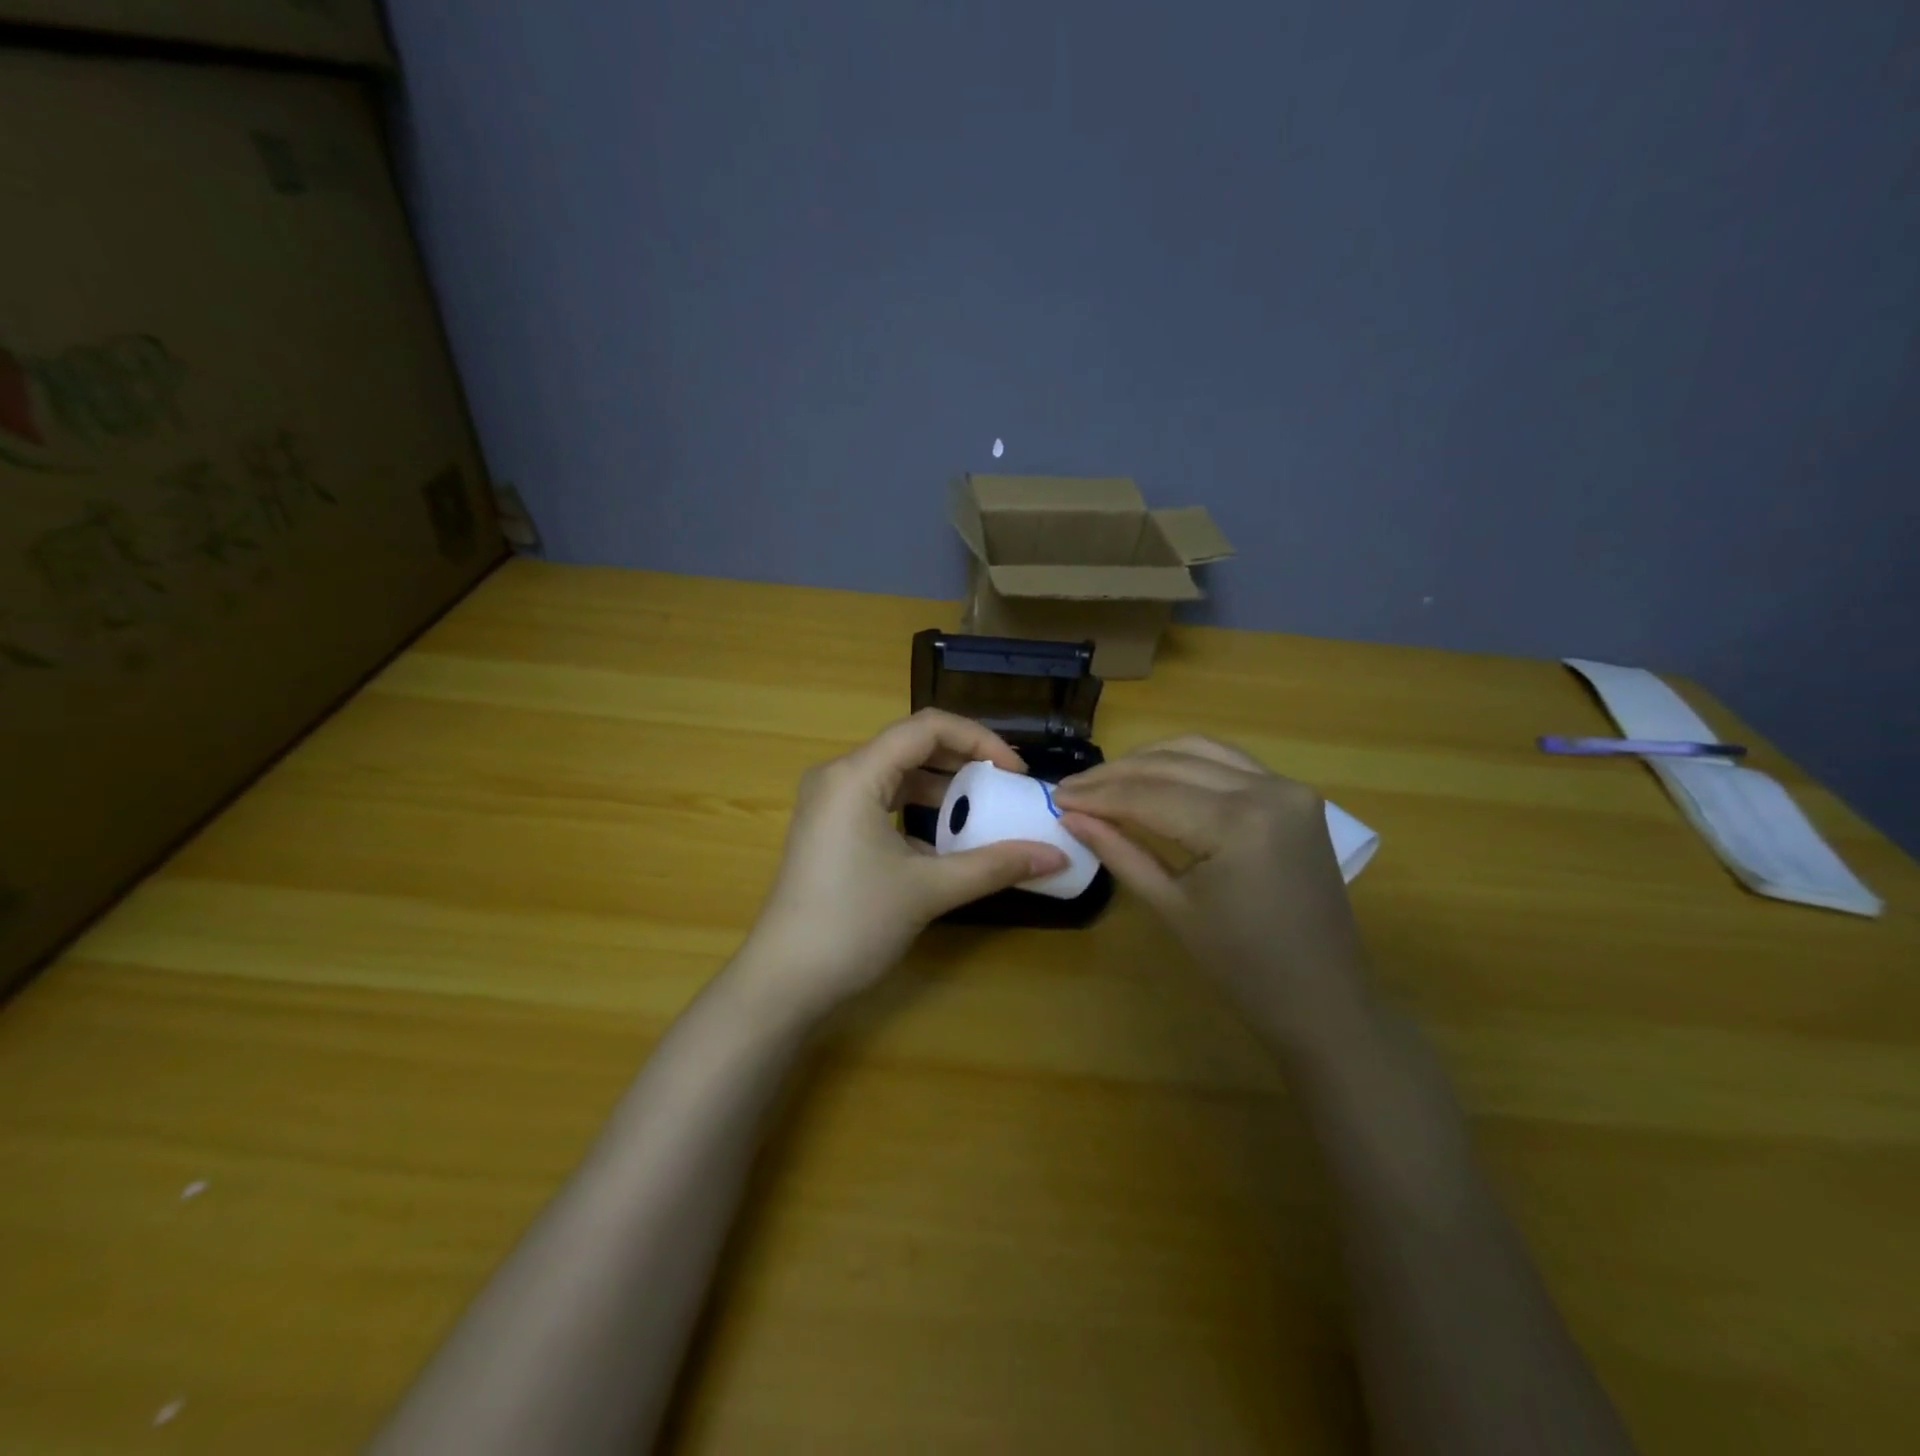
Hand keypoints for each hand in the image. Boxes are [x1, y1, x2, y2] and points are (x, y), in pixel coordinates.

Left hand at [738, 710, 1068, 1016]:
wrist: (785, 981)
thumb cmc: (854, 924)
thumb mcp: (929, 890)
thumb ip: (995, 865)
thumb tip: (1057, 856)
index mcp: (855, 774)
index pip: (927, 728)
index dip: (979, 740)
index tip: (1015, 771)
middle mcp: (838, 776)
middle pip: (910, 746)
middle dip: (963, 761)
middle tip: (1005, 786)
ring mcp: (829, 803)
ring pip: (896, 774)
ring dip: (941, 787)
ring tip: (982, 809)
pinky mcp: (829, 829)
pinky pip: (880, 800)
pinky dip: (916, 810)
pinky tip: (945, 839)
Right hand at [1053, 737, 1371, 1043]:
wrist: (1324, 998)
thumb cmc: (1242, 966)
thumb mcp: (1171, 906)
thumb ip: (1119, 852)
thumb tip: (1071, 816)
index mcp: (1238, 824)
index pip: (1149, 795)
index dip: (1098, 795)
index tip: (1056, 797)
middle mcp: (1268, 789)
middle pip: (1173, 764)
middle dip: (1116, 774)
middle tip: (1072, 789)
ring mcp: (1288, 788)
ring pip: (1201, 751)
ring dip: (1149, 760)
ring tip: (1106, 781)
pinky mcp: (1296, 795)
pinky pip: (1229, 763)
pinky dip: (1187, 764)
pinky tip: (1156, 777)